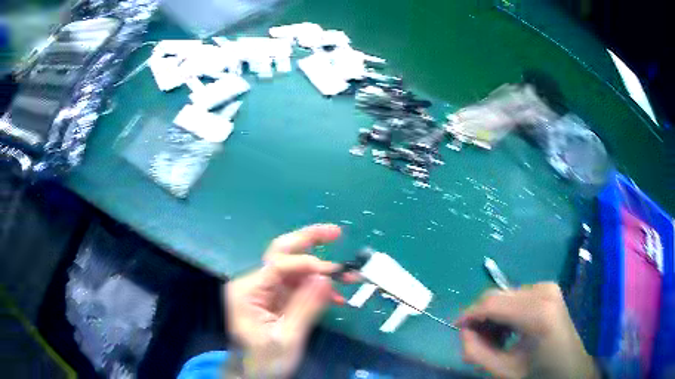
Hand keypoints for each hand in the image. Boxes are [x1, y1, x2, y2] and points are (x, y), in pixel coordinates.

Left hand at [225, 224, 343, 377]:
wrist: (254, 374)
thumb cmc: (264, 360)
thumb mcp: (286, 339)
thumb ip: (305, 308)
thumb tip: (325, 277)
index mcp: (247, 291)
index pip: (278, 265)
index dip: (307, 264)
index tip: (335, 271)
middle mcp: (254, 283)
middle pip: (281, 253)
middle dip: (309, 241)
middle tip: (336, 233)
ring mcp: (266, 290)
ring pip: (295, 269)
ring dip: (322, 269)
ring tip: (349, 276)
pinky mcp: (277, 299)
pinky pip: (300, 286)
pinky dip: (318, 288)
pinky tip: (336, 296)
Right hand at [456, 283, 599, 378]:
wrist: (570, 367)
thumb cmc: (539, 373)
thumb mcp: (504, 370)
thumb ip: (477, 352)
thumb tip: (463, 330)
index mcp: (538, 313)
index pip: (492, 303)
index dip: (468, 314)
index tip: (457, 330)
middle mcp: (544, 291)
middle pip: (497, 296)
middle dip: (480, 318)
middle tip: (476, 343)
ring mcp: (548, 287)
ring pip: (505, 295)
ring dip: (492, 317)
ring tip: (494, 341)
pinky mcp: (548, 289)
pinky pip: (516, 296)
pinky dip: (505, 313)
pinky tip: (508, 331)